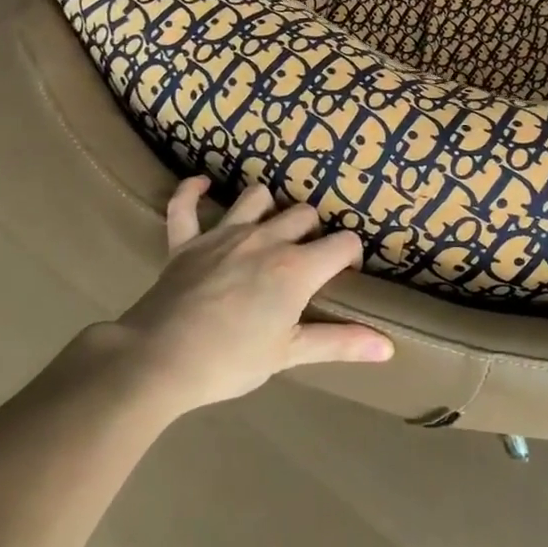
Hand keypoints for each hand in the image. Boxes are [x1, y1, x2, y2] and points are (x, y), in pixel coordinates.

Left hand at [105, 177, 393, 418]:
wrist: (159, 360)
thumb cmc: (231, 361)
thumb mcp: (289, 354)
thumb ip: (340, 343)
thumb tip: (388, 348)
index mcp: (295, 268)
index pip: (342, 244)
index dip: (350, 256)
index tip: (344, 276)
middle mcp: (264, 239)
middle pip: (303, 214)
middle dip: (313, 232)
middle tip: (306, 262)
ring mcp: (223, 235)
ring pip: (256, 197)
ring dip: (268, 208)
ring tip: (268, 230)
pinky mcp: (186, 242)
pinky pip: (184, 206)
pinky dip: (191, 192)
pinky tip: (201, 186)